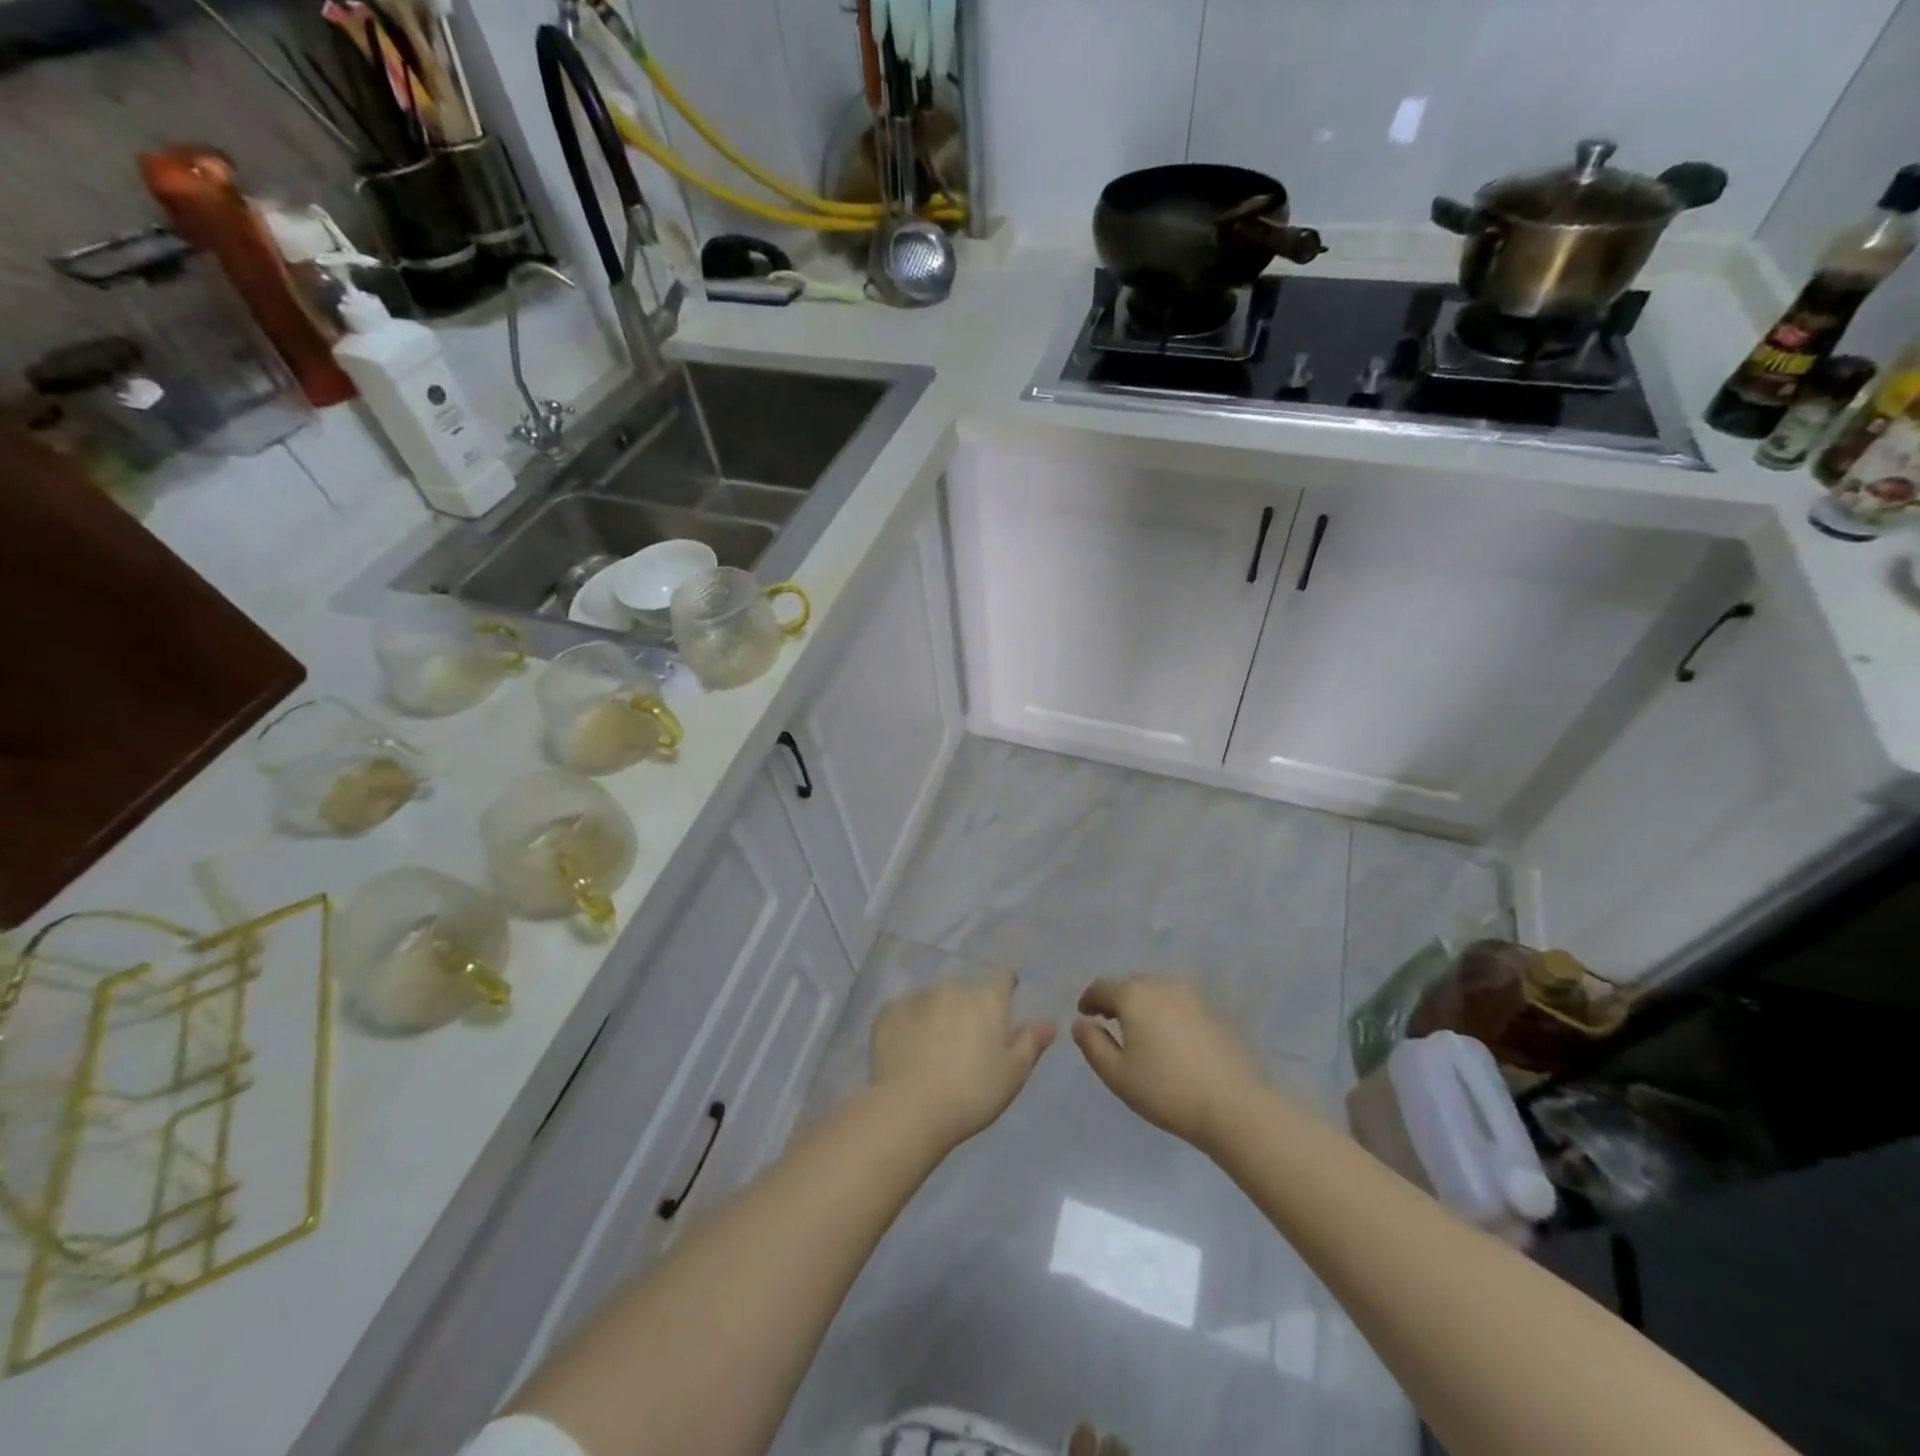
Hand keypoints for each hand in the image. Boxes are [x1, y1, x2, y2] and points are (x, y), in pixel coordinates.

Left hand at [869, 971, 1055, 1149]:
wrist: (910, 1109)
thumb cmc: (972, 1092)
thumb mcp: (1013, 1073)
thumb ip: (1031, 1042)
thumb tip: (1049, 1021)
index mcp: (987, 998)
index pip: (1003, 979)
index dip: (1005, 992)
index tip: (1001, 1014)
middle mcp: (953, 987)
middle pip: (966, 991)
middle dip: (968, 1009)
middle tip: (965, 1044)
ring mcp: (917, 996)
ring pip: (934, 1000)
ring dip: (938, 1016)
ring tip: (933, 1051)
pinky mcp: (888, 1011)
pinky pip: (905, 1013)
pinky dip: (910, 1026)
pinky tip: (908, 1053)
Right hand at [1072, 977, 1262, 1150]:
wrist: (1233, 1105)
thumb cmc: (1165, 1090)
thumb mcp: (1116, 1074)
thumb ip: (1092, 1044)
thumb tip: (1081, 1023)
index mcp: (1133, 995)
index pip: (1102, 987)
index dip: (1089, 999)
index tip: (1084, 1015)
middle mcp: (1161, 985)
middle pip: (1130, 984)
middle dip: (1116, 999)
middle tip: (1108, 1022)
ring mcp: (1190, 996)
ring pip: (1156, 991)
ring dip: (1142, 1004)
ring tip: (1139, 1030)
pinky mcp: (1212, 1011)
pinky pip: (1178, 1003)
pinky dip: (1165, 1013)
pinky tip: (1169, 1039)